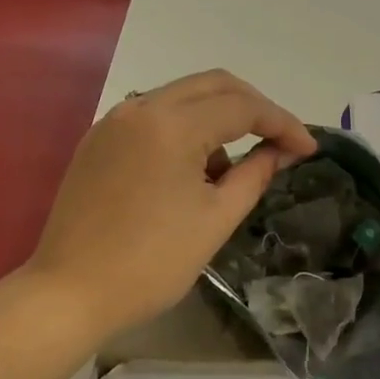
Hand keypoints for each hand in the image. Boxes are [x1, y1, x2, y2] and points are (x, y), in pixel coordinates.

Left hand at [28, 70, 316, 336]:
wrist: (70, 292)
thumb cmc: (152, 263)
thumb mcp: (216, 219)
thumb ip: (255, 174)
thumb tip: (282, 151)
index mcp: (171, 125)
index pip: (242, 106)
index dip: (282, 124)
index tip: (309, 149)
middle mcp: (140, 108)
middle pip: (212, 85)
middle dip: (253, 108)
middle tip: (280, 141)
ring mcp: (113, 122)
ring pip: (180, 98)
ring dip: (217, 119)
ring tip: (230, 170)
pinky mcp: (97, 141)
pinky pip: (152, 117)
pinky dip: (183, 130)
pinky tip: (191, 170)